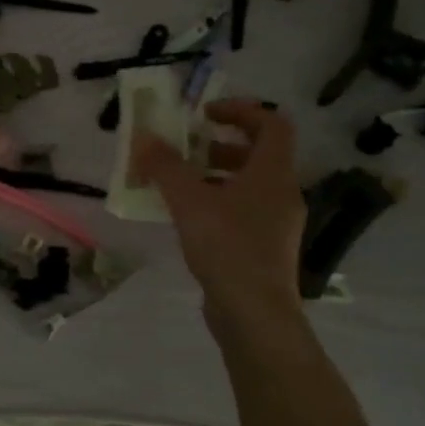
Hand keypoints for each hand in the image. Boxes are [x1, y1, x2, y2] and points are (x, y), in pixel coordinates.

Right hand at [134, 99, 305, 321]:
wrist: (254, 315)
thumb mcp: (189, 201)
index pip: (272, 124)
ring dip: (213, 175)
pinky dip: (215, 203)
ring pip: (247, 185)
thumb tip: (143, 136)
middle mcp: (281, 194)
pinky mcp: (263, 248)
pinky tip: (185, 217)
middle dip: (218, 145)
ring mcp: (275, 224)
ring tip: (176, 182)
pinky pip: (241, 211)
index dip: (240, 110)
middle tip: (185, 148)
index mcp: (273, 174)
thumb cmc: (228, 247)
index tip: (204, 114)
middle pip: (257, 154)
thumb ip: (165, 166)